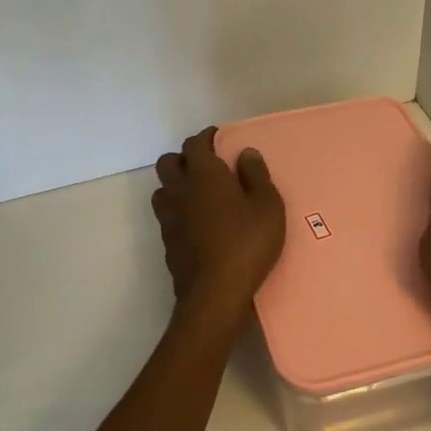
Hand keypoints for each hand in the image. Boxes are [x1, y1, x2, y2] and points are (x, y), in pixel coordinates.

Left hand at [152, 126, 285, 308]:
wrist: (214, 294)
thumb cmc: (247, 243)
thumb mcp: (267, 206)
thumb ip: (256, 175)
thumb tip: (245, 153)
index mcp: (204, 174)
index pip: (195, 144)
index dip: (207, 137)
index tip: (220, 138)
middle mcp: (180, 190)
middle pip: (169, 162)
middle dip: (185, 157)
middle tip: (208, 165)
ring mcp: (169, 217)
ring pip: (163, 188)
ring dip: (177, 184)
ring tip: (200, 193)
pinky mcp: (167, 241)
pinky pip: (167, 214)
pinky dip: (178, 209)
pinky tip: (197, 221)